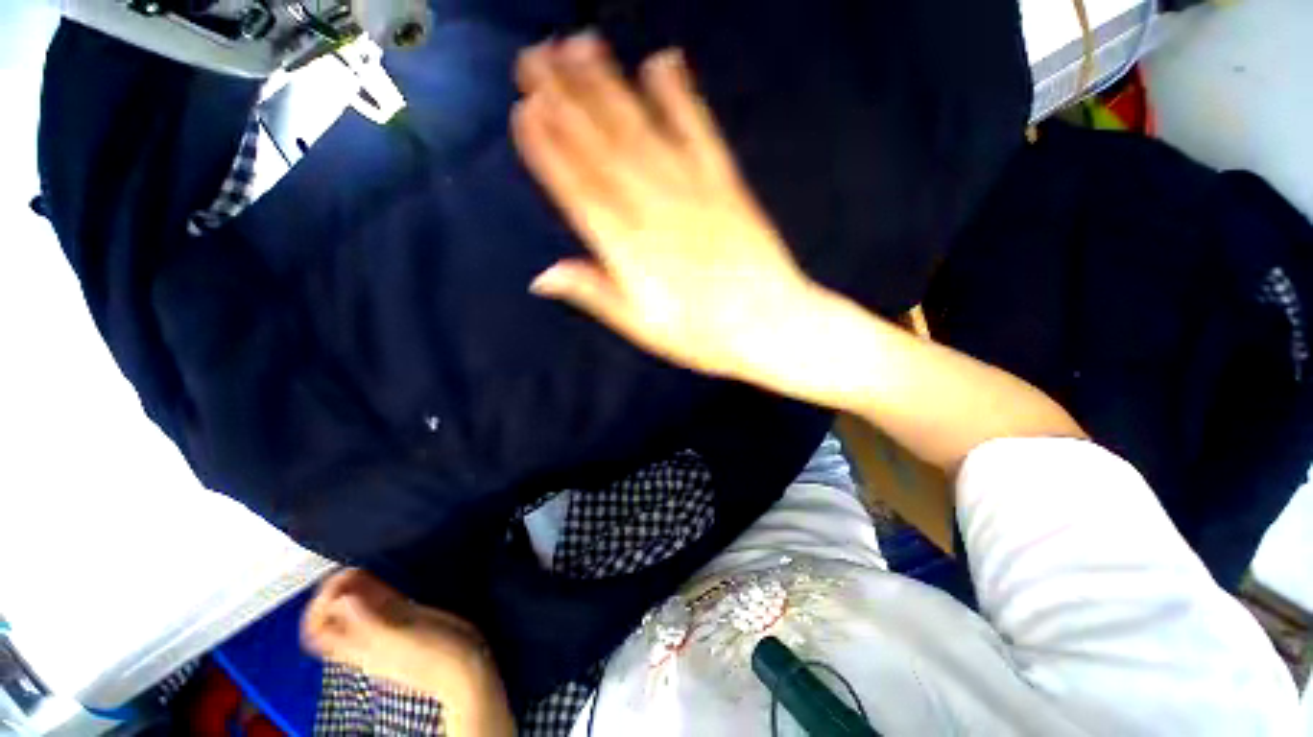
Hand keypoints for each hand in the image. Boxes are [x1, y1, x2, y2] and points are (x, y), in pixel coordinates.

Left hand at [303, 569, 511, 734]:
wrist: (465, 667)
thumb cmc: (434, 656)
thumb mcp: (399, 639)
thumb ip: (369, 621)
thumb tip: (341, 598)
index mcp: (358, 648)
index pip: (318, 630)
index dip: (319, 605)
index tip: (336, 582)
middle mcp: (367, 637)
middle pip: (335, 616)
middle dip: (336, 590)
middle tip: (349, 568)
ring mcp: (387, 627)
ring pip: (357, 606)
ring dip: (354, 586)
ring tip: (361, 566)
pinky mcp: (408, 617)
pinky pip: (382, 601)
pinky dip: (376, 587)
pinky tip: (380, 573)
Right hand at [513, 33, 821, 381]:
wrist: (771, 326)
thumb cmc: (703, 336)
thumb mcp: (642, 328)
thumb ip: (595, 295)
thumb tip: (542, 276)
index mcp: (630, 251)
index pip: (580, 191)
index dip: (550, 150)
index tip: (525, 109)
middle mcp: (655, 212)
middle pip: (604, 149)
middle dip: (566, 99)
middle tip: (535, 55)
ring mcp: (694, 192)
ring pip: (643, 130)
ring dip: (610, 85)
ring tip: (581, 43)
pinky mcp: (728, 184)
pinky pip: (701, 132)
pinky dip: (681, 95)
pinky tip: (663, 61)